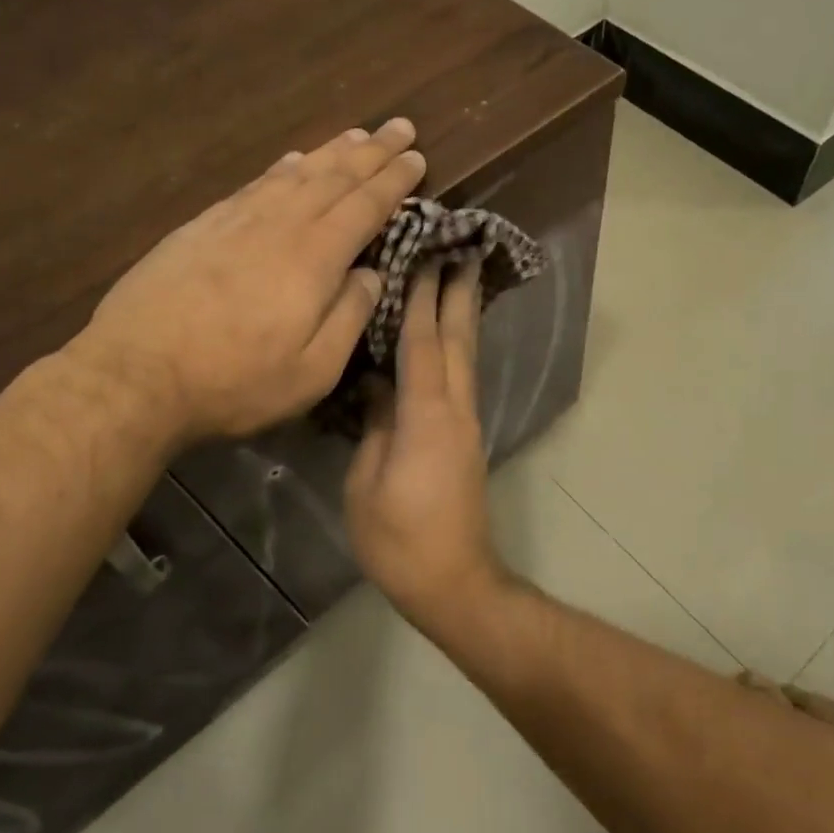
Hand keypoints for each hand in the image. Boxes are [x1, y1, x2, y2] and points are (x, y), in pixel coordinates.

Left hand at [65, 118, 425, 443]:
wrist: (136, 374)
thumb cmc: (235, 381)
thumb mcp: (312, 370)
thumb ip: (350, 317)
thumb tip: (371, 275)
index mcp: (314, 259)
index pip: (365, 206)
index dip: (394, 181)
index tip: (417, 157)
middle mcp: (280, 225)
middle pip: (334, 178)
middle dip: (373, 151)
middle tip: (401, 127)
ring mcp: (237, 221)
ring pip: (295, 174)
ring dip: (331, 152)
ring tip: (356, 134)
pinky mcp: (203, 227)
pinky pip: (255, 184)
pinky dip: (280, 168)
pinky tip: (291, 161)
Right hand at [345, 263, 506, 628]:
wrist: (453, 581)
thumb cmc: (400, 540)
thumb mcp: (367, 485)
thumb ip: (374, 429)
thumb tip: (378, 388)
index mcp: (427, 417)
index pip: (424, 344)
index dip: (423, 298)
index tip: (424, 256)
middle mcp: (455, 410)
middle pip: (459, 341)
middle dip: (458, 294)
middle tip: (460, 251)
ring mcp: (466, 424)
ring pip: (466, 357)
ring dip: (463, 316)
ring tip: (459, 279)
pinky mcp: (465, 438)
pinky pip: (461, 378)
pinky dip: (457, 347)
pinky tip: (448, 338)